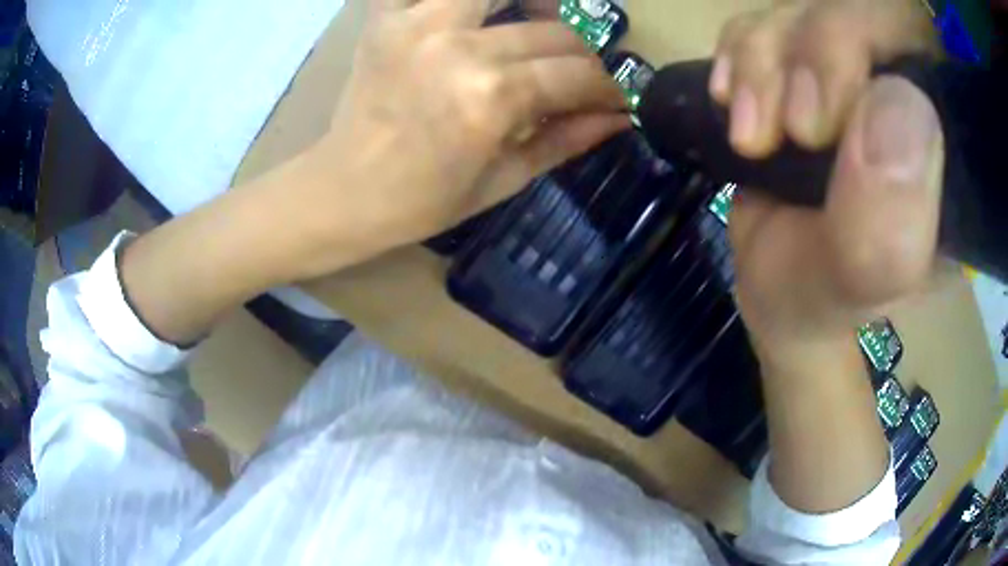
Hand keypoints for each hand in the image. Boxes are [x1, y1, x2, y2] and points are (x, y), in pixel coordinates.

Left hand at [290, 0, 627, 278]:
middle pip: (552, 31)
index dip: (608, 87)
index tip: (616, 97)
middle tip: (577, 73)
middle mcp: (460, 48)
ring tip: (537, 19)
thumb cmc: (422, 200)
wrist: (344, 191)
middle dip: (581, 55)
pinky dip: (456, 1)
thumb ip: (566, 140)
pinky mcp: (386, 17)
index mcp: (491, 98)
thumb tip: (620, 117)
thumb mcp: (503, 180)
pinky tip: (476, 14)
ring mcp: (418, 23)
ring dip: (533, 3)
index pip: (577, 74)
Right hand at [713, 0, 944, 364]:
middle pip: (853, 8)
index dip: (864, 42)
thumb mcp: (865, 278)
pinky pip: (762, 21)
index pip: (918, 38)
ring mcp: (850, 69)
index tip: (821, 127)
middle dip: (806, 54)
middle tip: (787, 131)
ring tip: (751, 136)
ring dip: (762, 63)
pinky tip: (734, 106)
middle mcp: (905, 86)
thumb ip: (891, 218)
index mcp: (946, 138)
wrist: (781, 288)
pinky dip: (738, 57)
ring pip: (801, 8)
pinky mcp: (803, 65)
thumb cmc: (827, 296)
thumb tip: (892, 106)